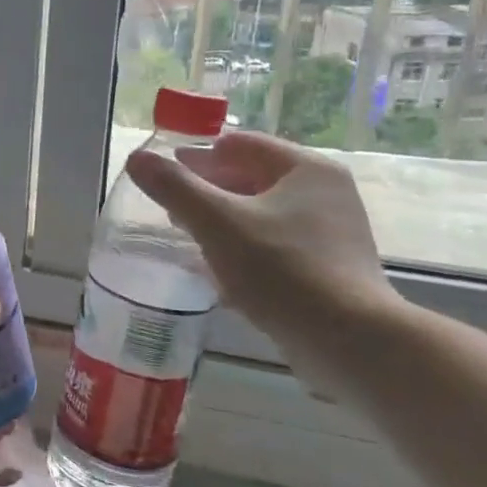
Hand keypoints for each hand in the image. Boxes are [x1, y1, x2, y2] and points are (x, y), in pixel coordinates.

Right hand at [124, 131, 401, 354]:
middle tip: (171, 209)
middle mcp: (325, 192)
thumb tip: (137, 158)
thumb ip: (174, 188)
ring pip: (261, 213)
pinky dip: (243, 248)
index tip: (163, 176)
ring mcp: (330, 231)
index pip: (239, 144)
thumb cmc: (282, 269)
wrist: (350, 342)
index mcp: (306, 169)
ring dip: (222, 221)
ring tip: (189, 239)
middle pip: (251, 177)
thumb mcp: (216, 223)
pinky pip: (274, 244)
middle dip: (207, 190)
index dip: (197, 156)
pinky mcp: (328, 266)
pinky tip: (219, 272)